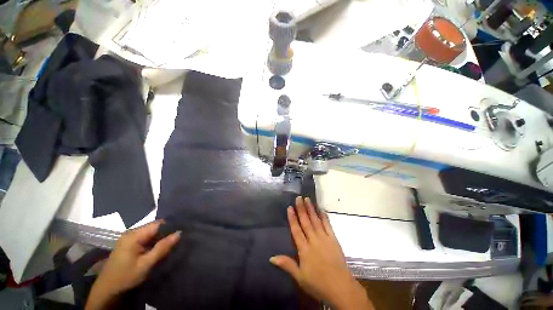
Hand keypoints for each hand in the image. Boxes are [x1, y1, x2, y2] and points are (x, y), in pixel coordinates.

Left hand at [85, 220, 180, 309]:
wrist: (106, 290)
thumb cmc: (125, 277)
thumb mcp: (145, 264)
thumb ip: (162, 248)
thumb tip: (179, 233)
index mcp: (134, 235)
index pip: (158, 224)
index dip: (170, 226)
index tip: (182, 230)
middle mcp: (131, 233)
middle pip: (154, 227)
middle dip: (166, 232)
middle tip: (178, 238)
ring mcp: (128, 238)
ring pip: (150, 232)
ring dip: (160, 237)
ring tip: (172, 242)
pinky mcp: (128, 244)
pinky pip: (145, 238)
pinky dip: (154, 241)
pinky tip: (160, 247)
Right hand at [270, 197, 373, 309]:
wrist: (341, 288)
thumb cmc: (318, 284)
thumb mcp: (300, 277)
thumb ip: (287, 265)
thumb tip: (271, 257)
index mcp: (304, 249)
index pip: (296, 230)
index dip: (292, 218)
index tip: (289, 207)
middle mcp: (313, 240)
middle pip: (306, 222)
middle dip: (301, 209)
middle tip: (298, 198)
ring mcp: (324, 239)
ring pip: (316, 221)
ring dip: (311, 209)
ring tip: (308, 199)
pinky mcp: (333, 239)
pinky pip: (328, 225)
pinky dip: (324, 217)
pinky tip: (321, 210)